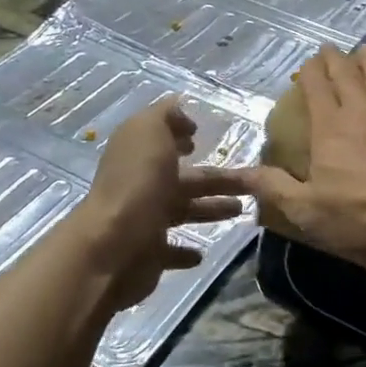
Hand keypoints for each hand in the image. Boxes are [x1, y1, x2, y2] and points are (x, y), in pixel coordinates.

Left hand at [70, 98, 248, 310]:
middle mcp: (141, 186)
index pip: (162, 141)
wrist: (113, 245)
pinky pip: (171, 251)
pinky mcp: (150, 255)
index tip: (200, 136)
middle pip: (187, 179)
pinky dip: (186, 251)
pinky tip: (202, 252)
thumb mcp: (149, 131)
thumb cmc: (137, 183)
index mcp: (140, 155)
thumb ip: (165, 116)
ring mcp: (144, 221)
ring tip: (241, 210)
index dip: (180, 136)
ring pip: (185, 211)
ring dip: (211, 209)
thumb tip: (180, 111)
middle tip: (252, 181)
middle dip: (218, 178)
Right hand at [242, 46, 365, 257]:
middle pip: (346, 74)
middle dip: (335, 60)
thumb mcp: (310, 209)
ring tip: (363, 50)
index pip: (316, 88)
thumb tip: (240, 172)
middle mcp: (361, 108)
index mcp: (330, 127)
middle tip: (330, 48)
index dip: (310, 72)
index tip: (308, 62)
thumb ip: (275, 188)